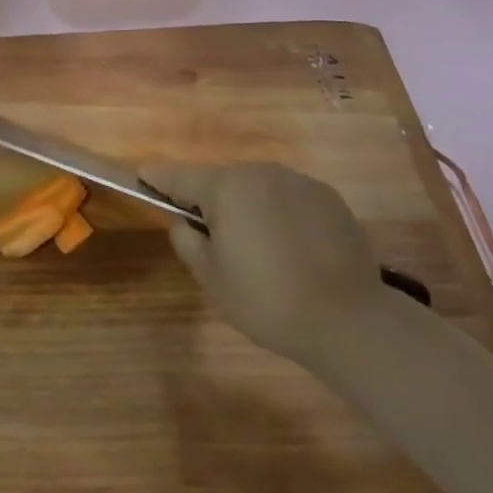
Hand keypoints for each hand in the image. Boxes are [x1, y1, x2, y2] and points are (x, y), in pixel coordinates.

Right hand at [141, 161, 389, 367]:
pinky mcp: (329, 198)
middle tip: (212, 236)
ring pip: (258, 188)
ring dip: (249, 207)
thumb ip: (187, 241)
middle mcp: (259, 172)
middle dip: (211, 200)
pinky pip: (290, 199)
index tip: (143, 175)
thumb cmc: (267, 299)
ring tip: (259, 248)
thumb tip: (183, 221)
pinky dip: (282, 215)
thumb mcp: (211, 278)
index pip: (178, 176)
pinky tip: (293, 250)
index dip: (157, 178)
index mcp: (225, 187)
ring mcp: (298, 181)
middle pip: (221, 181)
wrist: (349, 320)